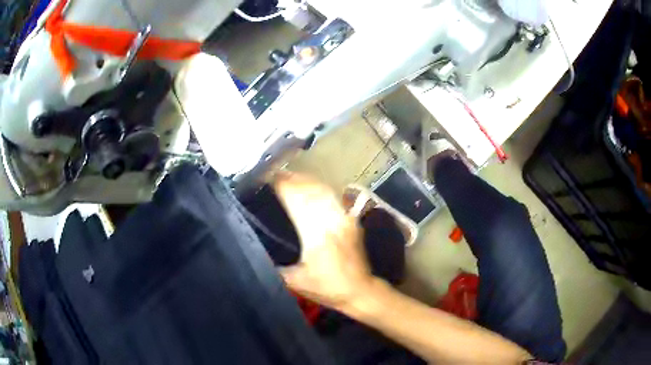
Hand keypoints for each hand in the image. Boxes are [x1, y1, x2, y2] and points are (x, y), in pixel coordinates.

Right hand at [274, 172, 373, 309]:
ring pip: (324, 190)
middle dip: (292, 179)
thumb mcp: (294, 282)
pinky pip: (335, 198)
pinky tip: (312, 187)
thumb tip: (255, 252)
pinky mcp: (351, 221)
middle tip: (275, 174)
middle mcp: (331, 220)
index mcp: (316, 234)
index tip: (268, 178)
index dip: (282, 186)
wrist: (360, 291)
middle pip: (310, 190)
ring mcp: (344, 218)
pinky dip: (321, 188)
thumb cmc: (327, 288)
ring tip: (291, 177)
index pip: (296, 200)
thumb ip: (273, 267)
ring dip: (306, 181)